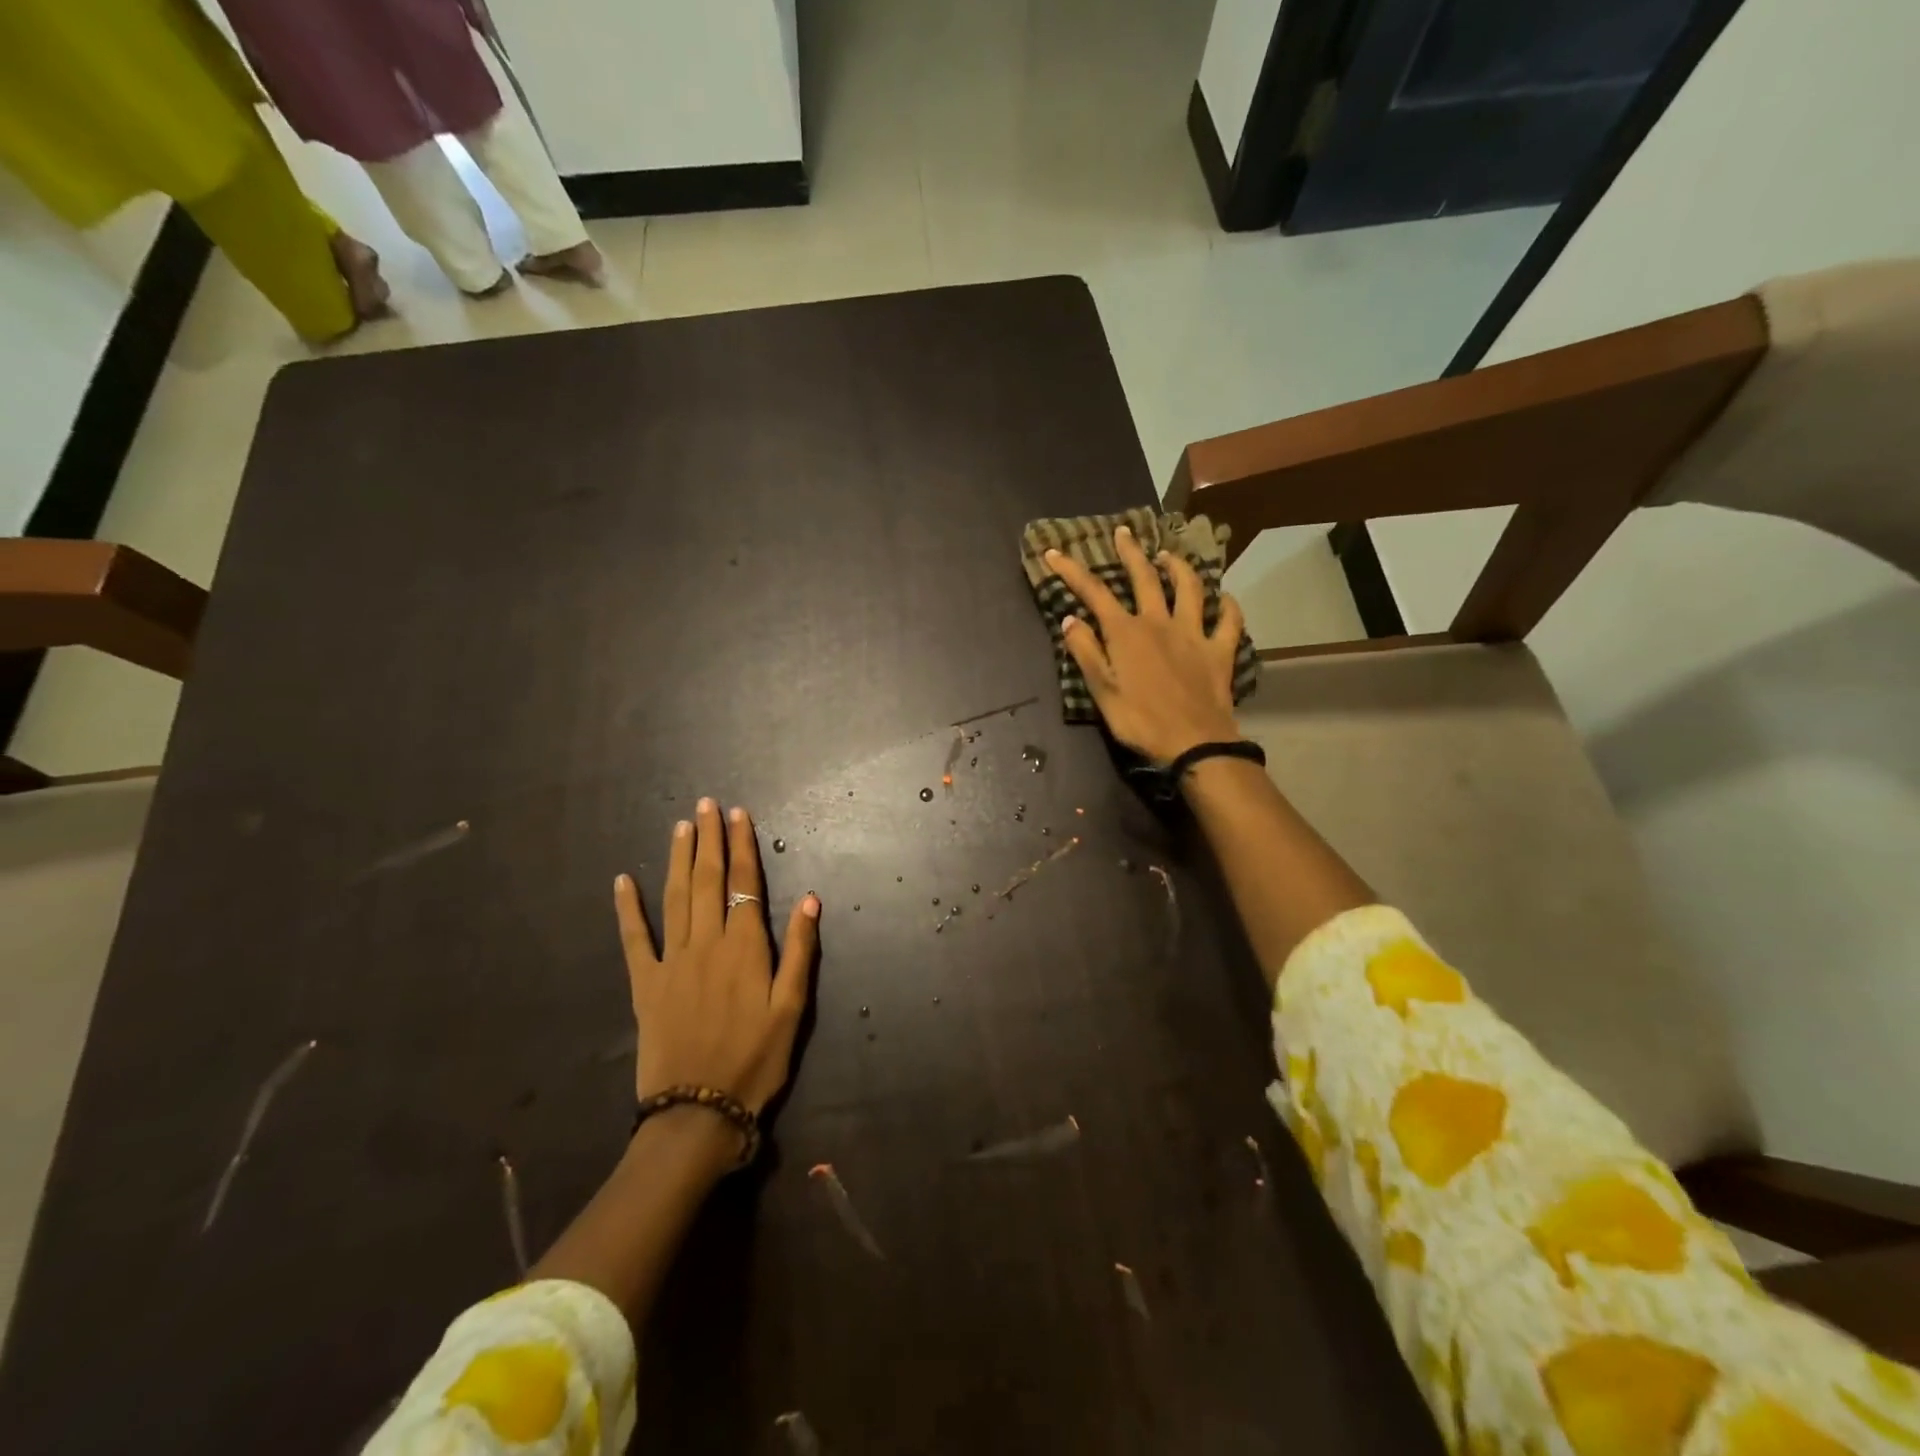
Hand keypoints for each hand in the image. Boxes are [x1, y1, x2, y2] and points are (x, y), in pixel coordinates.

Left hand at [614, 799, 819, 1116]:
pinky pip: (634, 939)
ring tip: (681, 826)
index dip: (742, 846)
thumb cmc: (756, 1060)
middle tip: (707, 804)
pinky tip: (622, 881)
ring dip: (678, 859)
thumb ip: (800, 950)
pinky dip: (627, 908)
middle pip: (708, 880)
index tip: (739, 814)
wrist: (698, 1111)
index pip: (744, 883)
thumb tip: (810, 897)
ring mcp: (671, 961)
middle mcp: (706, 943)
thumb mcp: (792, 1009)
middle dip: (709, 839)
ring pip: (675, 898)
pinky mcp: (645, 984)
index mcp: (745, 947)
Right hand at [1045, 524, 1244, 762]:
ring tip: (1169, 555)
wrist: (1193, 742)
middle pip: (1144, 578)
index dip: (1072, 571)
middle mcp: (1160, 623)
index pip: (1094, 593)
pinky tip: (1225, 598)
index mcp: (1126, 633)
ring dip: (1179, 567)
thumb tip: (1070, 619)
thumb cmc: (1140, 720)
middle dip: (1131, 553)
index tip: (1054, 552)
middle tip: (1124, 532)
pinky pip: (1229, 621)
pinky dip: (1227, 607)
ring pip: (1189, 589)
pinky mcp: (1220, 650)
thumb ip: (1086, 653)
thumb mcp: (1102, 691)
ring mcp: (1194, 634)